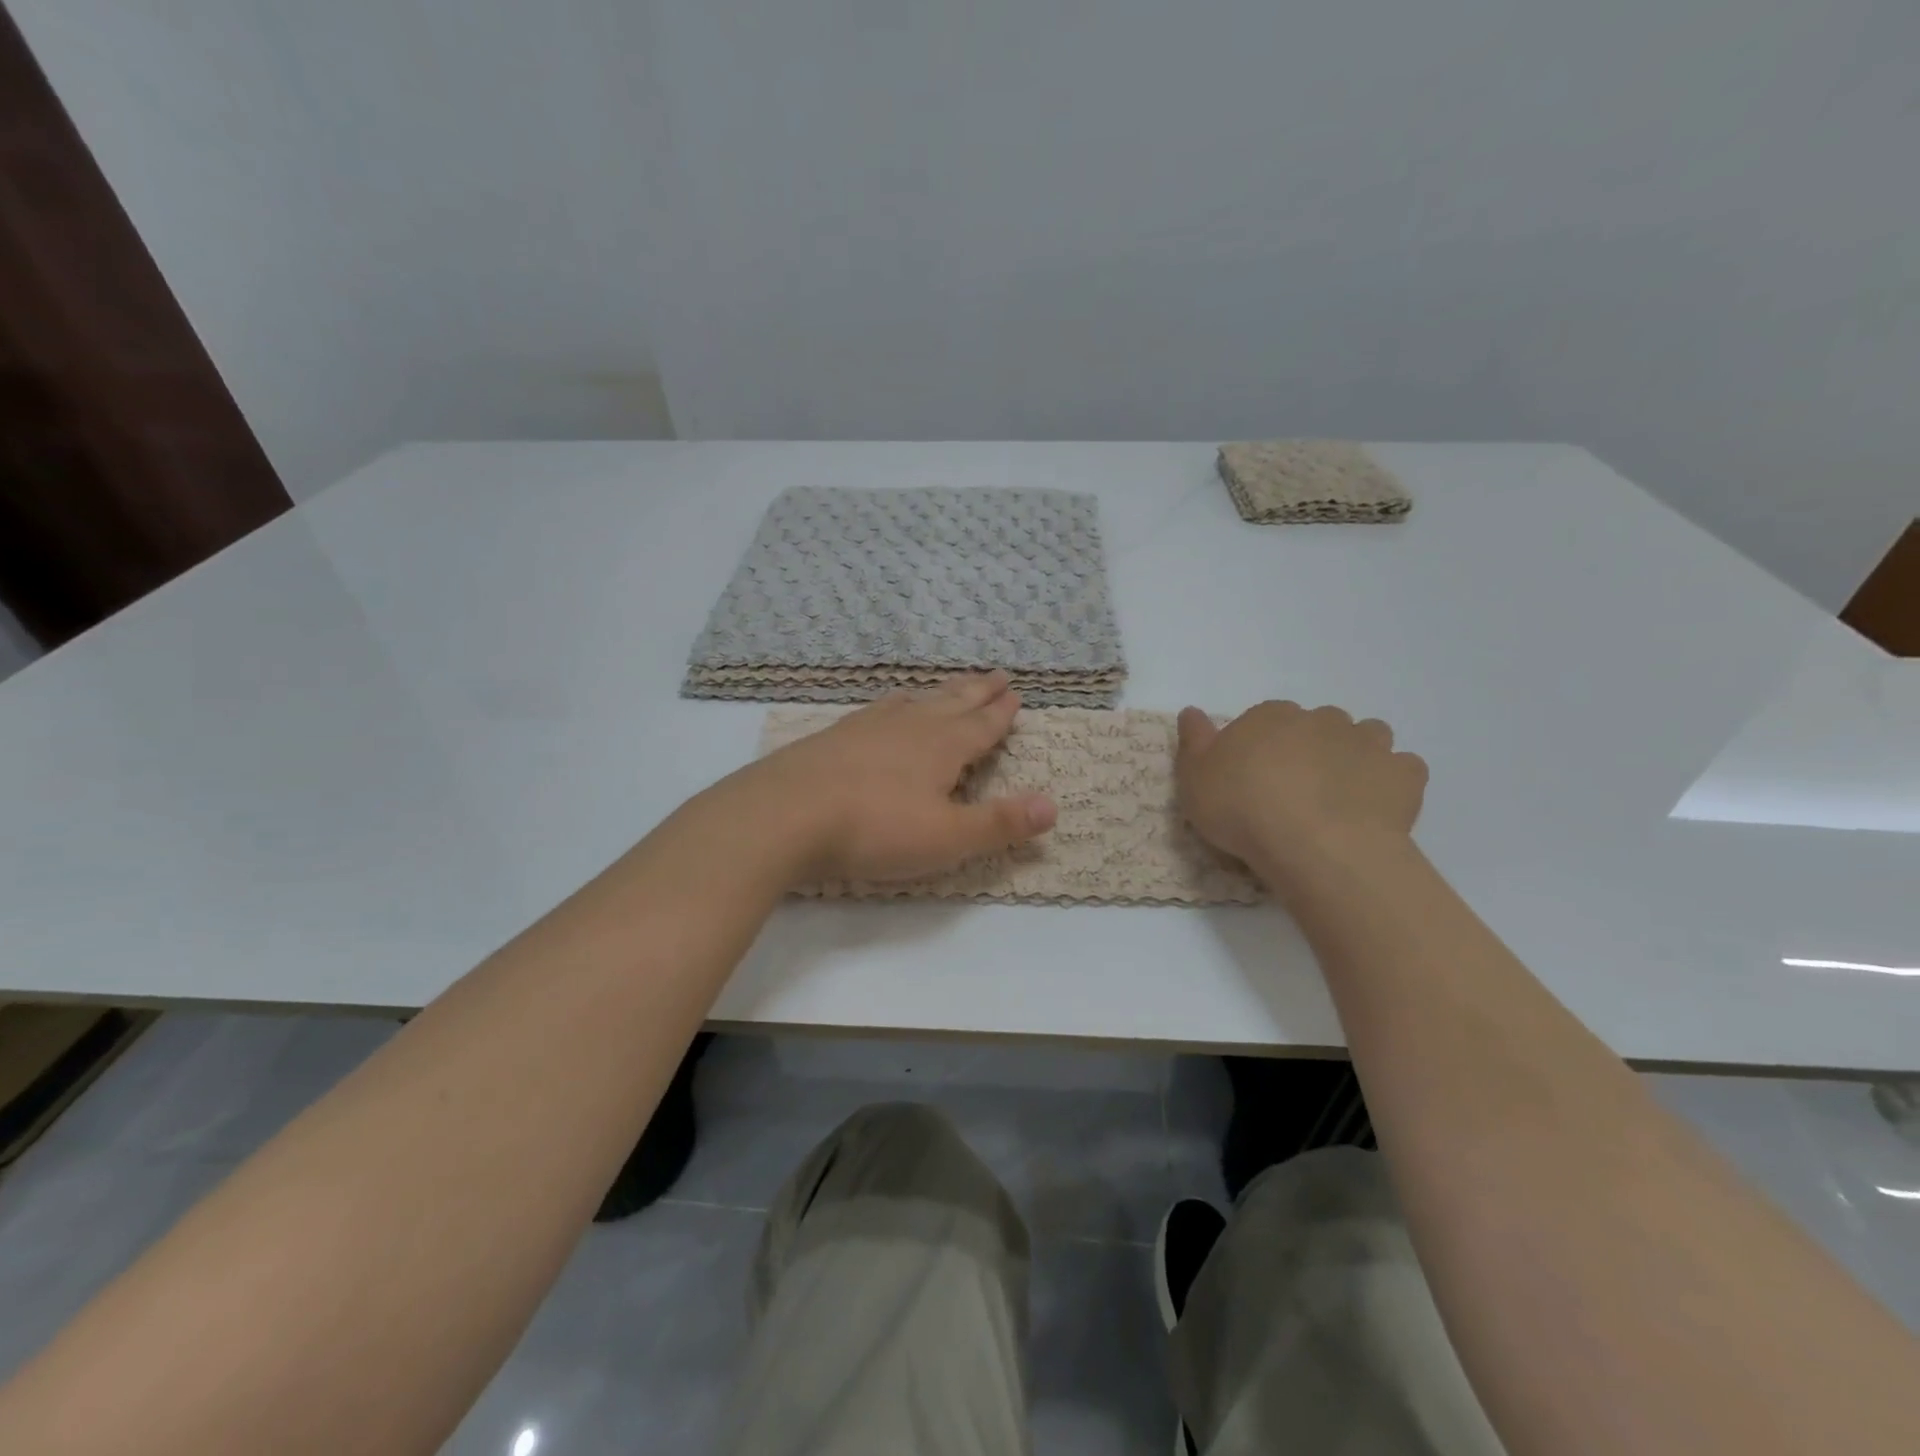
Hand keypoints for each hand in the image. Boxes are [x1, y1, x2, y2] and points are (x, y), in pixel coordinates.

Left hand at [738, 671, 1056, 882]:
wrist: (785, 814)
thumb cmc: (875, 829)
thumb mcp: (947, 838)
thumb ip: (1000, 823)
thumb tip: (1053, 806)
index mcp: (943, 746)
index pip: (982, 725)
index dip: (1002, 712)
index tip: (1016, 694)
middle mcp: (910, 726)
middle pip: (952, 702)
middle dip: (978, 691)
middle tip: (996, 674)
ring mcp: (869, 726)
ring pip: (916, 701)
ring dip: (939, 693)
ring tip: (950, 686)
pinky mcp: (835, 736)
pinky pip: (879, 710)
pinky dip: (896, 703)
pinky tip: (888, 708)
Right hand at [1176, 701, 1426, 896]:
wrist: (1315, 845)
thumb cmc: (1243, 809)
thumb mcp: (1195, 779)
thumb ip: (1193, 741)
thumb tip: (1191, 711)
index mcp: (1270, 716)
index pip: (1265, 719)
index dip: (1261, 747)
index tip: (1254, 779)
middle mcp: (1321, 719)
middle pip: (1316, 725)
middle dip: (1310, 748)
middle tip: (1295, 791)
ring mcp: (1367, 743)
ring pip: (1365, 736)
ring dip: (1355, 755)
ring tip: (1340, 795)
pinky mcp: (1403, 774)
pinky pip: (1401, 769)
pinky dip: (1390, 782)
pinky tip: (1373, 807)